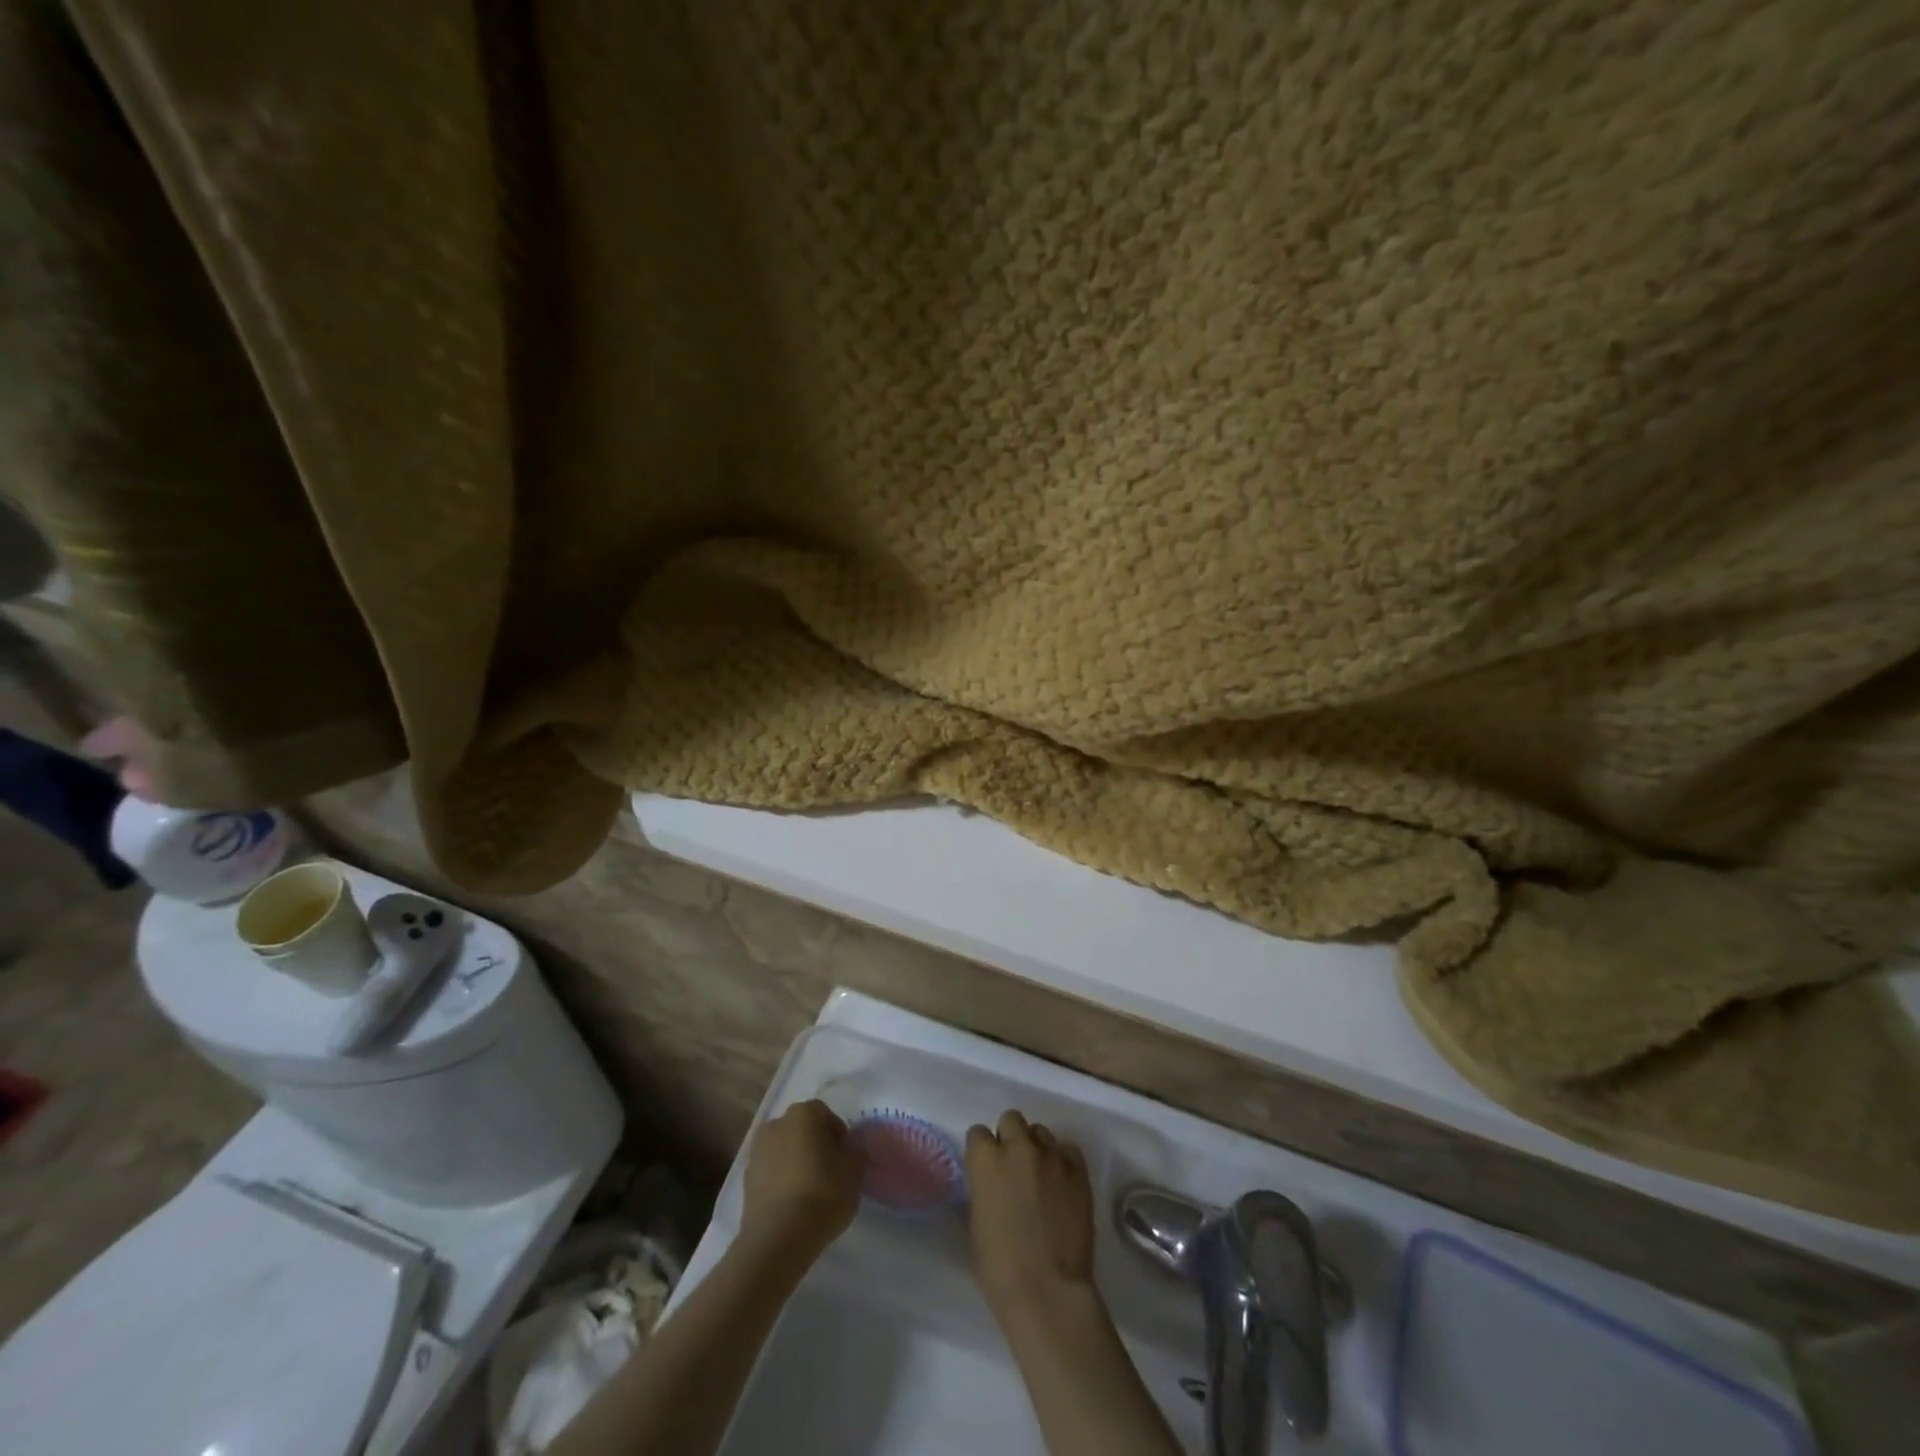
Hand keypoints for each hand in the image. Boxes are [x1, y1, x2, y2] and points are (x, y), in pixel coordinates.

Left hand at [740, 1099, 861, 1262]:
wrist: (778, 1238)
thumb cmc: (822, 1194)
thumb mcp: (854, 1172)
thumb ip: (855, 1153)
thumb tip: (850, 1150)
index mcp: (802, 1114)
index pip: (824, 1113)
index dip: (838, 1133)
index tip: (846, 1156)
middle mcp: (776, 1124)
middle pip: (800, 1129)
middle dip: (814, 1145)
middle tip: (830, 1170)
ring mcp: (756, 1153)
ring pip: (783, 1151)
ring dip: (796, 1163)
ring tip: (810, 1191)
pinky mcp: (746, 1182)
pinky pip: (770, 1174)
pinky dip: (781, 1182)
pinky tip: (793, 1205)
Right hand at [965, 1110, 1095, 1324]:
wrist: (1047, 1291)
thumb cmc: (999, 1268)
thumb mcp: (976, 1222)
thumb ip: (983, 1189)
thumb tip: (990, 1182)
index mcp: (986, 1160)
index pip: (977, 1133)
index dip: (982, 1151)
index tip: (986, 1169)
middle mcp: (1018, 1147)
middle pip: (1011, 1119)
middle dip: (1009, 1137)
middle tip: (1013, 1167)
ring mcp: (1051, 1155)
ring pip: (1040, 1132)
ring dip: (1036, 1148)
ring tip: (1041, 1176)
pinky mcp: (1078, 1169)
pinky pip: (1068, 1150)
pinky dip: (1062, 1161)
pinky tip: (1062, 1184)